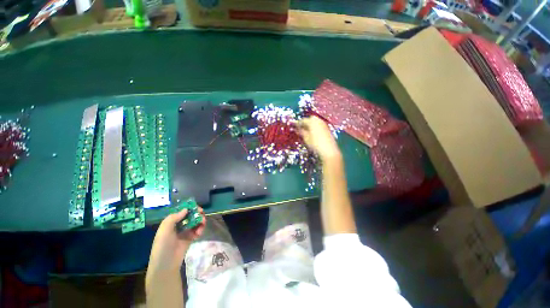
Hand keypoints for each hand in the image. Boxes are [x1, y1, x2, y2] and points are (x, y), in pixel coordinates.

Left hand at [147, 208, 205, 272]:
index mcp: (171, 222)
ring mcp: (185, 232)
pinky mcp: (191, 238)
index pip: (181, 211)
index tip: (196, 207)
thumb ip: (174, 218)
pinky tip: (199, 234)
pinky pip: (198, 230)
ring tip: (202, 226)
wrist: (166, 264)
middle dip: (197, 214)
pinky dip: (200, 230)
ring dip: (200, 222)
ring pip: (196, 222)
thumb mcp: (164, 230)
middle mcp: (179, 225)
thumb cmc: (163, 246)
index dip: (189, 208)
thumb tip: (186, 209)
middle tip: (202, 215)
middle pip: (190, 216)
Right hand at [297, 116, 340, 160]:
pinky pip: (318, 125)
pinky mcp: (327, 129)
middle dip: (304, 123)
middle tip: (299, 128)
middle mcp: (318, 120)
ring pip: (315, 122)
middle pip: (309, 119)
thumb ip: (301, 132)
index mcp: (312, 121)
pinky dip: (314, 127)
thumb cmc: (315, 144)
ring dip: (309, 125)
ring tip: (305, 131)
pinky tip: (312, 133)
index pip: (302, 120)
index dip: (297, 124)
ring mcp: (324, 124)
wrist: (329, 150)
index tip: (293, 126)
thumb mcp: (306, 138)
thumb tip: (296, 129)